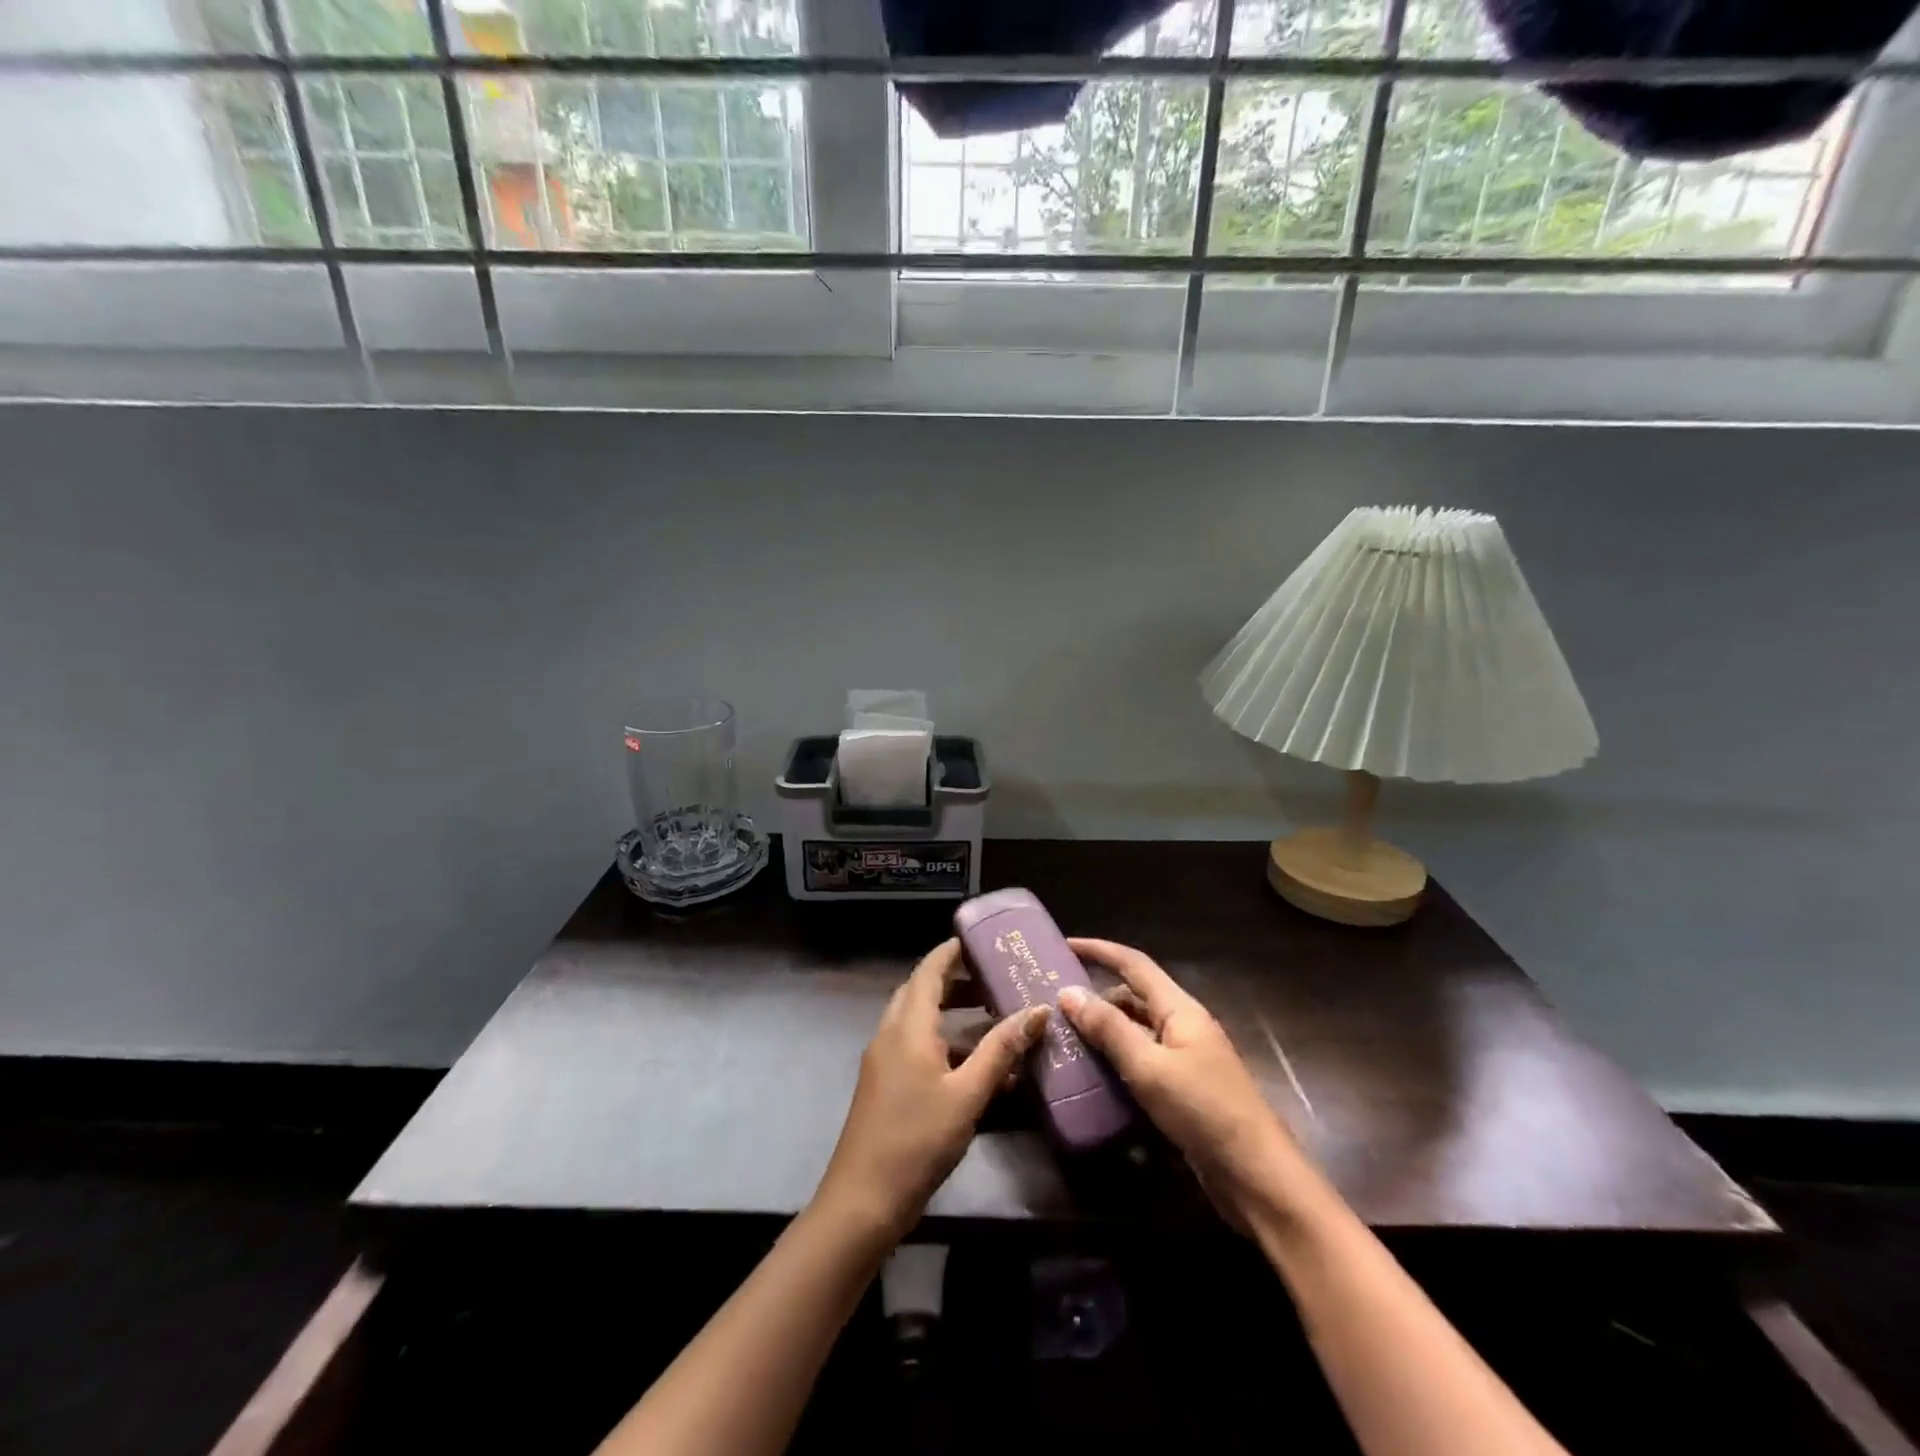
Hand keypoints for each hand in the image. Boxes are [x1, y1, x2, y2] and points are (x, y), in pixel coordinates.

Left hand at [815, 939, 1050, 1240]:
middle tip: (994, 981)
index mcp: (908, 1026)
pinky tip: (973, 1067)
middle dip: (957, 982)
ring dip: (951, 1014)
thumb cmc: (917, 1140)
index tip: (981, 940)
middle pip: (922, 991)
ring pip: (918, 1021)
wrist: (862, 1201)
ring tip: (991, 1020)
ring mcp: (883, 1060)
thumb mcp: (968, 1094)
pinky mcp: (884, 1085)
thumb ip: (1001, 1050)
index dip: (952, 951)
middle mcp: (891, 1034)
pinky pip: (915, 1047)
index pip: (929, 970)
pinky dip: (943, 1043)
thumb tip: (1038, 1010)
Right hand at [1059, 938, 1311, 1223]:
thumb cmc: (1204, 1111)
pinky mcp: (1183, 1090)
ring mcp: (1185, 1059)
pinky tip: (1092, 1076)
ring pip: (1136, 1031)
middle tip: (1054, 1003)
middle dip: (1096, 994)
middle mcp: (1183, 1026)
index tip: (1065, 944)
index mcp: (1180, 1009)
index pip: (1134, 964)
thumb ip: (1109, 1029)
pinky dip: (1116, 1061)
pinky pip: (1142, 1061)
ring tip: (1064, 1038)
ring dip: (1104, 1030)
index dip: (1100, 950)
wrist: (1257, 1176)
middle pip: (1133, 997)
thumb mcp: (1149, 1067)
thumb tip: (1068, 992)